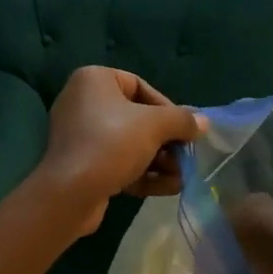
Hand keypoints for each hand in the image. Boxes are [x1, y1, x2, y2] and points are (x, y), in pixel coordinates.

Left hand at [32, 66, 205, 235]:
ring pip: (129, 143)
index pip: (140, 86)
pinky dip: (141, 172)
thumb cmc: (111, 143)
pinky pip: (117, 161)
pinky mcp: (81, 164)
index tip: (184, 129)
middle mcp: (83, 101)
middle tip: (186, 156)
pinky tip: (168, 188)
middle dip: (165, 141)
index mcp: (94, 80)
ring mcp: (80, 134)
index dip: (167, 108)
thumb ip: (182, 120)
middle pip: (137, 118)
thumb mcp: (154, 126)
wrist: (69, 193)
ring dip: (158, 160)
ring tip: (181, 177)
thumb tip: (203, 122)